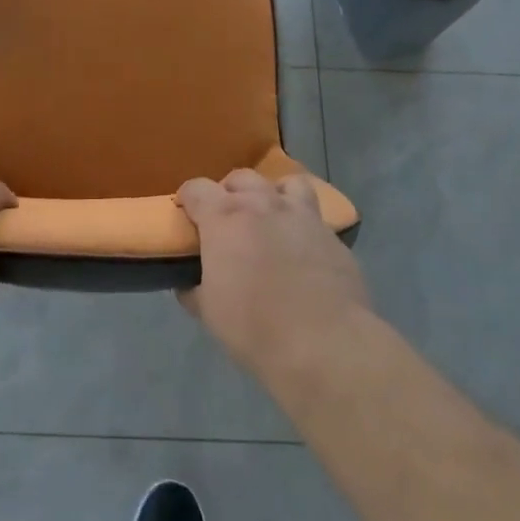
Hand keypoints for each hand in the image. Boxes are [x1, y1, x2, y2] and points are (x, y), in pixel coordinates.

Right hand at [175, 169, 370, 375]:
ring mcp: (302, 215)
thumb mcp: (209, 312)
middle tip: (227, 220)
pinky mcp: (332, 235)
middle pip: (241, 178)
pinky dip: (303, 225)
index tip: (187, 215)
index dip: (188, 199)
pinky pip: (315, 216)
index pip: (197, 188)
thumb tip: (188, 285)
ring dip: (273, 194)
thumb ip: (194, 290)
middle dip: (230, 193)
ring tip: (271, 218)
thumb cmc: (254, 326)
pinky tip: (302, 249)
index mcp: (225, 217)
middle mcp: (263, 204)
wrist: (323, 342)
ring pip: (287, 183)